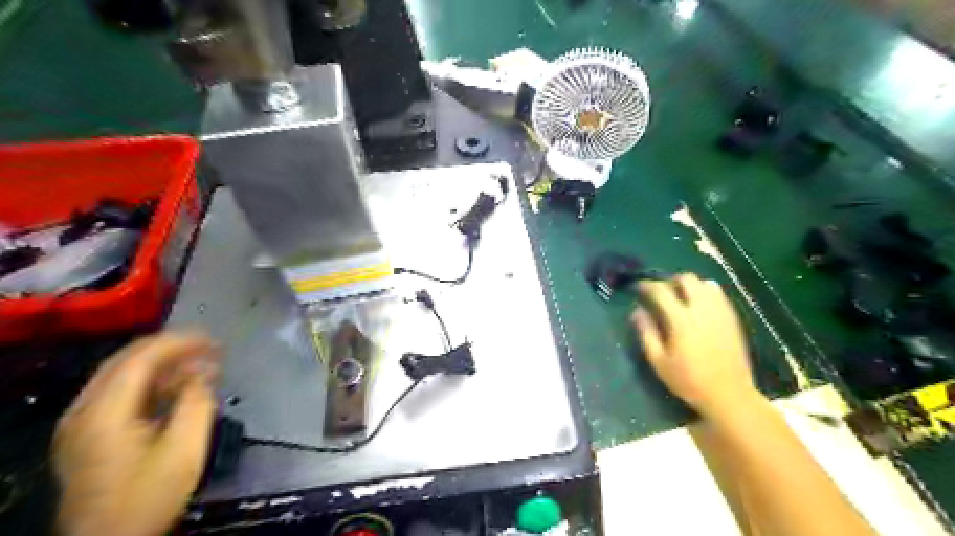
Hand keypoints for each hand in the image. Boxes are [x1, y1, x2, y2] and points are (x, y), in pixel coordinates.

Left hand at [53, 332, 221, 533]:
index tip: (215, 340)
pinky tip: (180, 388)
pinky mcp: (90, 434)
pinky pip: (122, 394)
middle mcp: (85, 410)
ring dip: (165, 365)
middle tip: (211, 348)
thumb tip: (203, 372)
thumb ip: (196, 402)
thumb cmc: (149, 495)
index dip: (180, 341)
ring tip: (203, 365)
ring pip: (124, 376)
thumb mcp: (185, 447)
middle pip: (128, 361)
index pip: (141, 357)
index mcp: (104, 411)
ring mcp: (82, 423)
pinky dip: (153, 384)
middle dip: (173, 348)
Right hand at [632, 275, 761, 419]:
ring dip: (689, 285)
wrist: (729, 395)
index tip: (637, 287)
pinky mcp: (732, 318)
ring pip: (704, 283)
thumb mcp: (659, 361)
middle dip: (670, 281)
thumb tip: (637, 311)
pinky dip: (705, 292)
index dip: (647, 285)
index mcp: (681, 320)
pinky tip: (698, 305)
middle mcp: (702, 310)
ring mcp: (720, 312)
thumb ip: (647, 333)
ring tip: (680, 298)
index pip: (661, 291)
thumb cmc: (688, 381)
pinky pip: (718, 293)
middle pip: (686, 279)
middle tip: (661, 293)